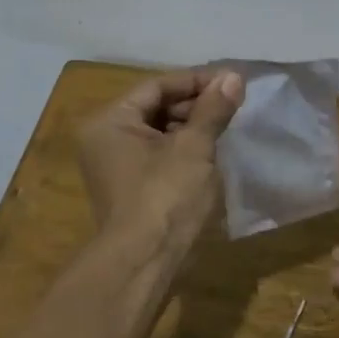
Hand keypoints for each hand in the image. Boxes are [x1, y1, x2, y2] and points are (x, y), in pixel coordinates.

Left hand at [77, 68, 244, 253]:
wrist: (145, 261)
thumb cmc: (166, 196)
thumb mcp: (194, 147)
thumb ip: (213, 109)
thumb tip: (233, 76)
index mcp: (110, 121)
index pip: (156, 87)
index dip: (196, 81)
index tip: (231, 81)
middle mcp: (105, 139)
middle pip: (154, 108)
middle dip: (194, 105)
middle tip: (233, 104)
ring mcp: (115, 166)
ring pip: (158, 133)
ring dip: (191, 128)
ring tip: (226, 126)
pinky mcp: (129, 189)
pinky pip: (157, 156)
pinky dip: (182, 150)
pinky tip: (211, 152)